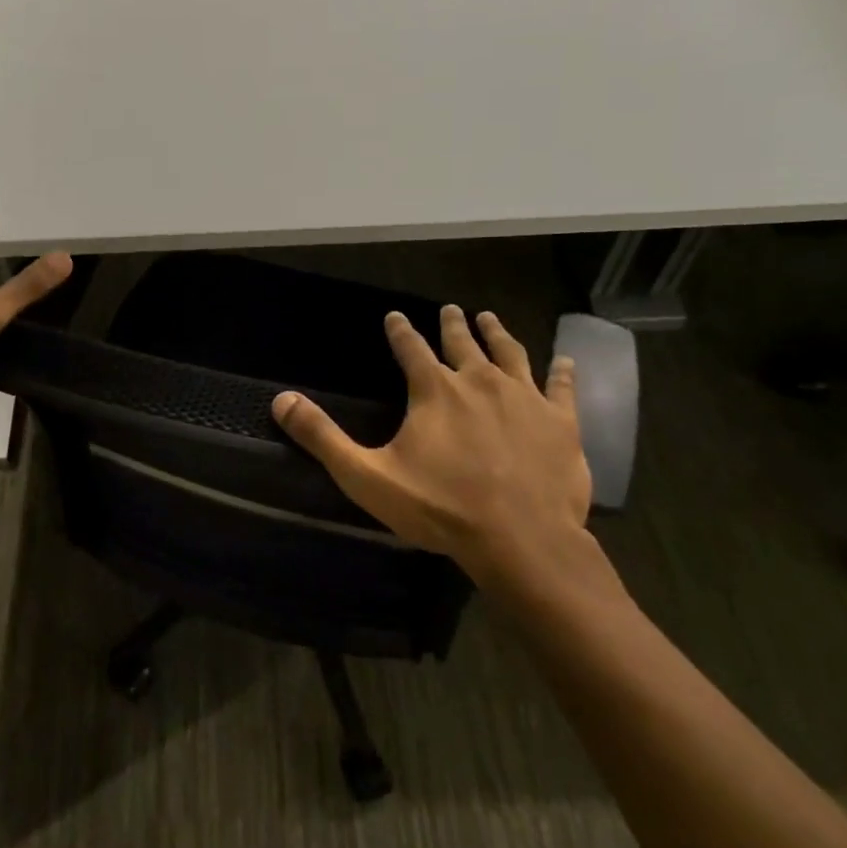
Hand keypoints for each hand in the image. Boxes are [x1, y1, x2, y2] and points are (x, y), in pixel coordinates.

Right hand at [272, 306, 615, 603]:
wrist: (519, 539)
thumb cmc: (439, 508)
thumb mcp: (366, 476)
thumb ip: (322, 437)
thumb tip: (280, 400)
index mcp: (434, 390)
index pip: (410, 348)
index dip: (400, 331)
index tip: (394, 315)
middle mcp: (479, 381)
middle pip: (463, 343)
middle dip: (453, 324)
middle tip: (450, 308)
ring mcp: (525, 398)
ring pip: (511, 353)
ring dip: (498, 333)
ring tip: (490, 317)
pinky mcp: (561, 422)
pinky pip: (562, 387)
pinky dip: (563, 371)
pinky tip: (566, 359)